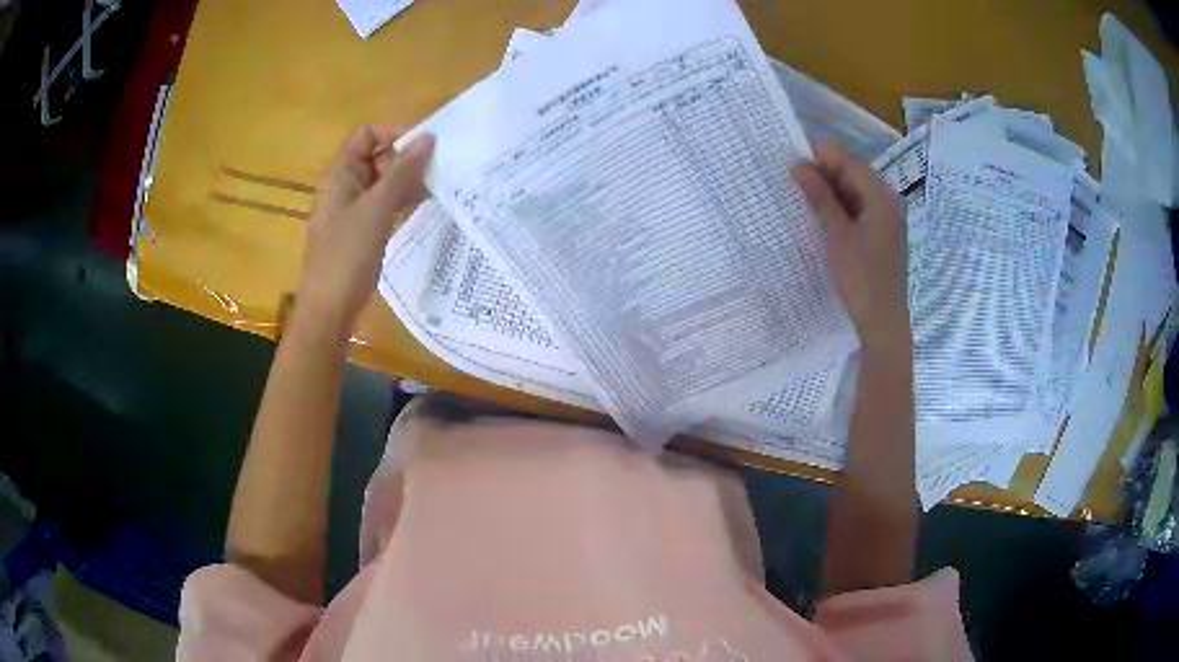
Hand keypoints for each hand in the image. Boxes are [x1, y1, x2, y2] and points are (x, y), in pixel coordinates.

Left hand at [297, 125, 434, 333]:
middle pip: (376, 156)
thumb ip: (401, 172)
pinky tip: (423, 207)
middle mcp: (343, 187)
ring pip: (382, 182)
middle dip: (405, 158)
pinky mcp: (360, 232)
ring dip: (407, 181)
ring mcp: (351, 211)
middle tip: (436, 171)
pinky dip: (401, 201)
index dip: (395, 133)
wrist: (328, 311)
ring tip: (437, 187)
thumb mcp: (376, 210)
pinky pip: (382, 205)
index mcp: (339, 175)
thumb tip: (428, 137)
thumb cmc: (346, 257)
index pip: (366, 134)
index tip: (427, 144)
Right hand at [792, 144, 910, 352]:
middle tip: (787, 175)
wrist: (882, 325)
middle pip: (851, 174)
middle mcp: (886, 202)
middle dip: (821, 172)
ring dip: (827, 191)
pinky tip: (815, 215)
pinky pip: (855, 211)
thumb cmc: (862, 280)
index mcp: (881, 197)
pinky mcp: (878, 236)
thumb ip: (820, 198)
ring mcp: (883, 220)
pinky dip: (836, 209)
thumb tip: (798, 165)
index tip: (787, 154)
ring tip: (796, 192)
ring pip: (852, 193)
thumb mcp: (837, 236)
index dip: (819, 154)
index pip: (848, 161)